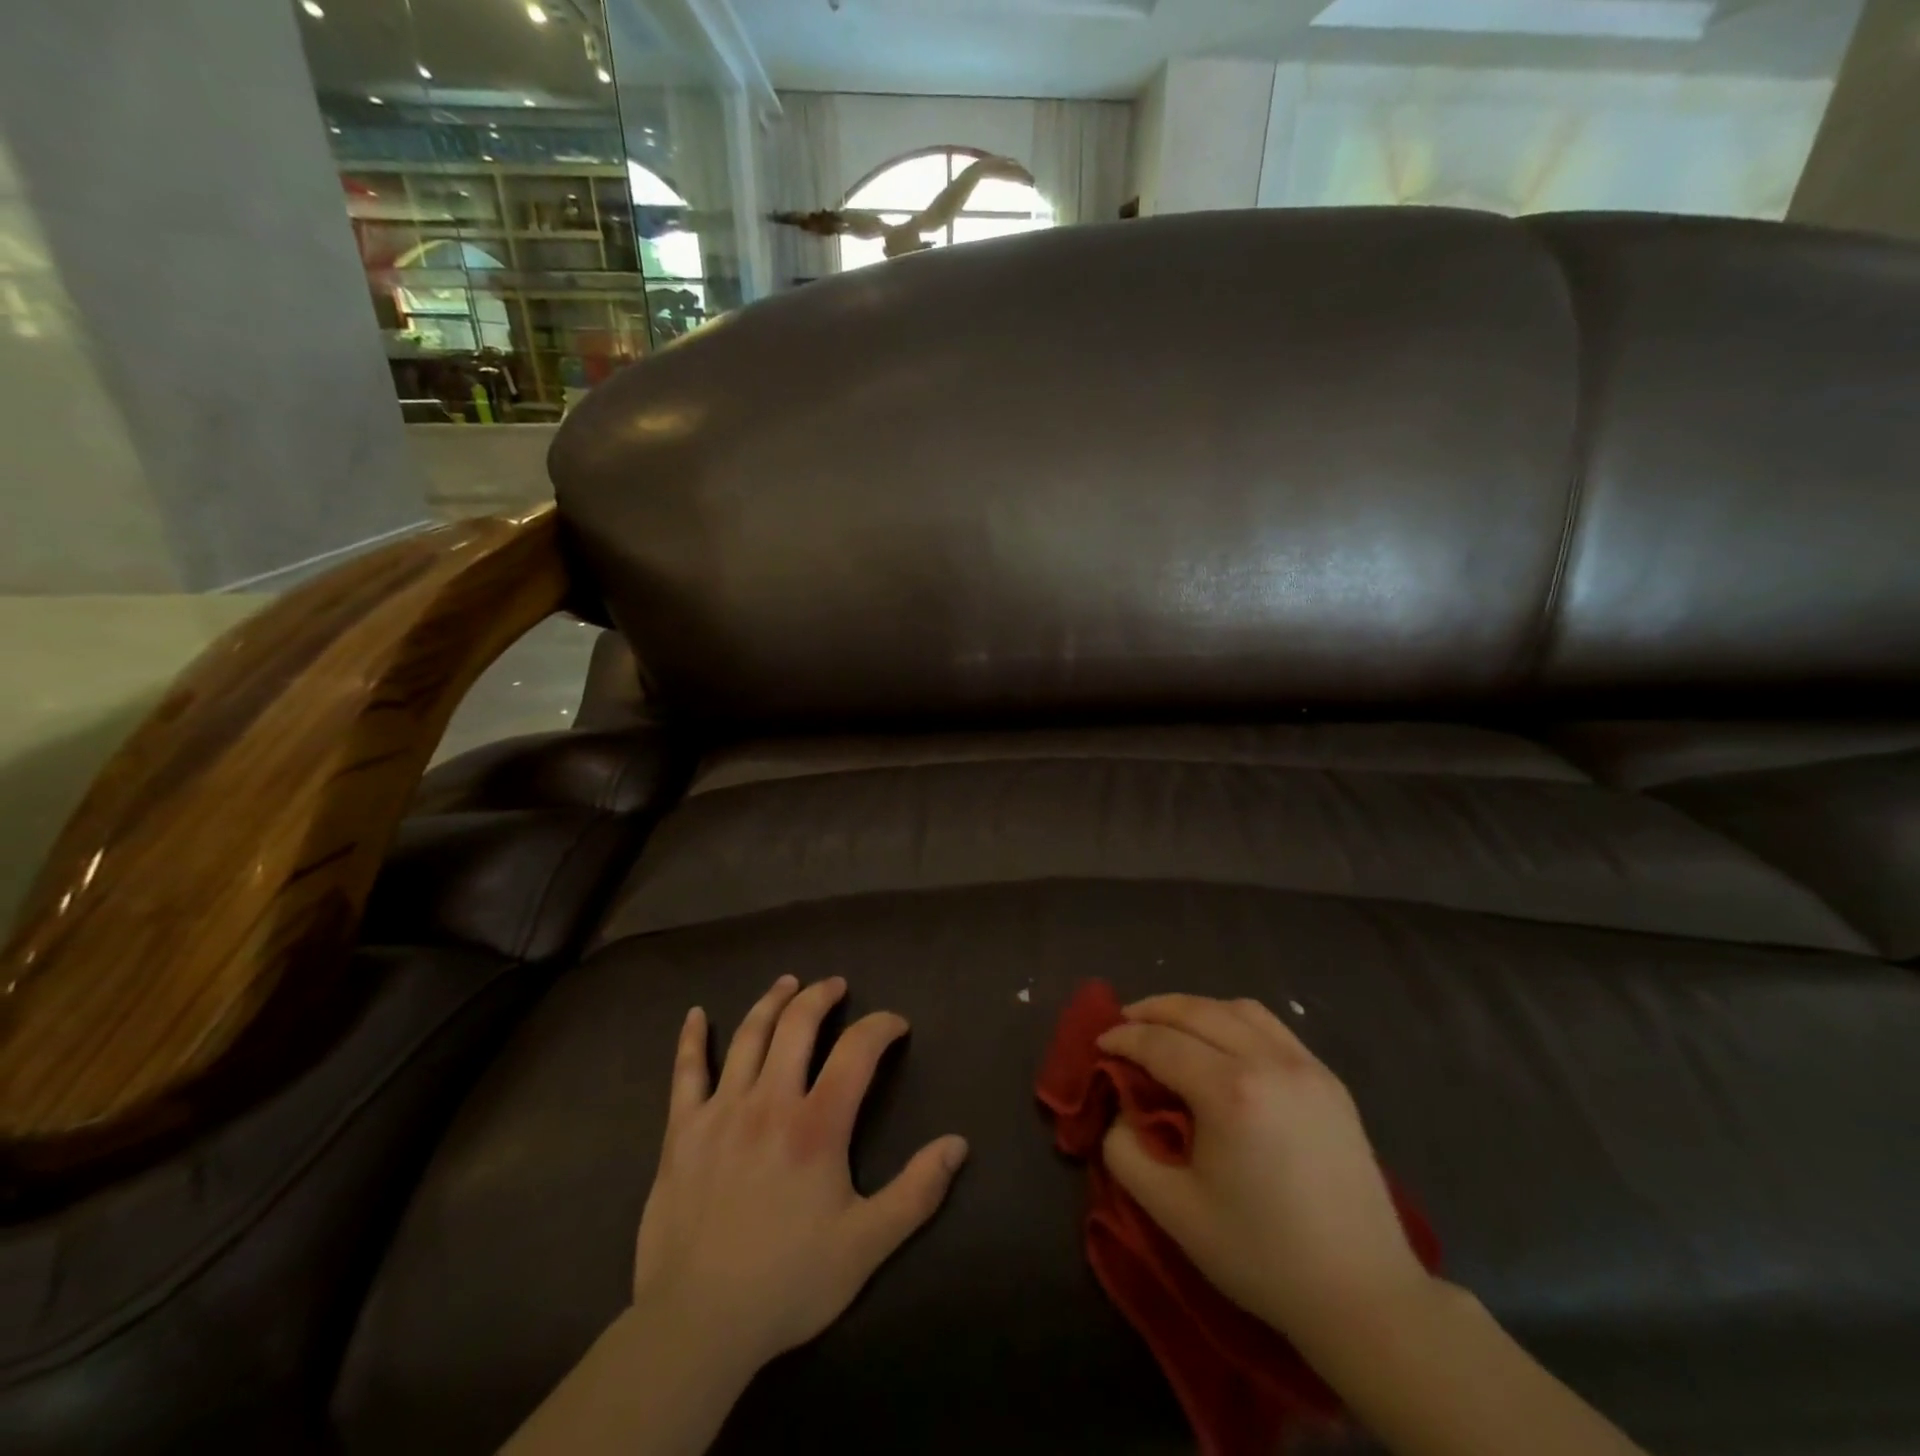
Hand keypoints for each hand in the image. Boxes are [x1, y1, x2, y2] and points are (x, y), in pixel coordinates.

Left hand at [631, 974, 969, 1372]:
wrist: (697, 1325)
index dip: (881, 1026)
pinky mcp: (681, 1131)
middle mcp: (769, 1101)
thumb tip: (958, 1144)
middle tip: (836, 985)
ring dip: (772, 1002)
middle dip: (822, 996)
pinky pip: (686, 1073)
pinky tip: (697, 1015)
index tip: (895, 1024)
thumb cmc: (788, 1283)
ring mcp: (720, 1111)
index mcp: (817, 1125)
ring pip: (749, 1036)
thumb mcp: (866, 1245)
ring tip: (789, 983)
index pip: (857, 1050)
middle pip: (798, 1025)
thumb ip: (916, 1192)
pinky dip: (692, 1039)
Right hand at [1097, 993, 1431, 1355]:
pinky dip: (1234, 1019)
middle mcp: (1269, 1062)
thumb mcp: (1174, 1212)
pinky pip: (1272, 1027)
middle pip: (1197, 1011)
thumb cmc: (1263, 1256)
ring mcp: (1306, 1066)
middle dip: (1152, 1010)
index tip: (1099, 1044)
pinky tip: (1222, 1042)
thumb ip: (1127, 1153)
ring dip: (1194, 1009)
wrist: (1364, 1295)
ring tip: (1169, 1025)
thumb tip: (1123, 1112)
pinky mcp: (1330, 1080)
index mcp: (1231, 1092)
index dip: (1124, 1038)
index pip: (1161, 1043)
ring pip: (1238, 1008)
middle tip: (1123, 1023)